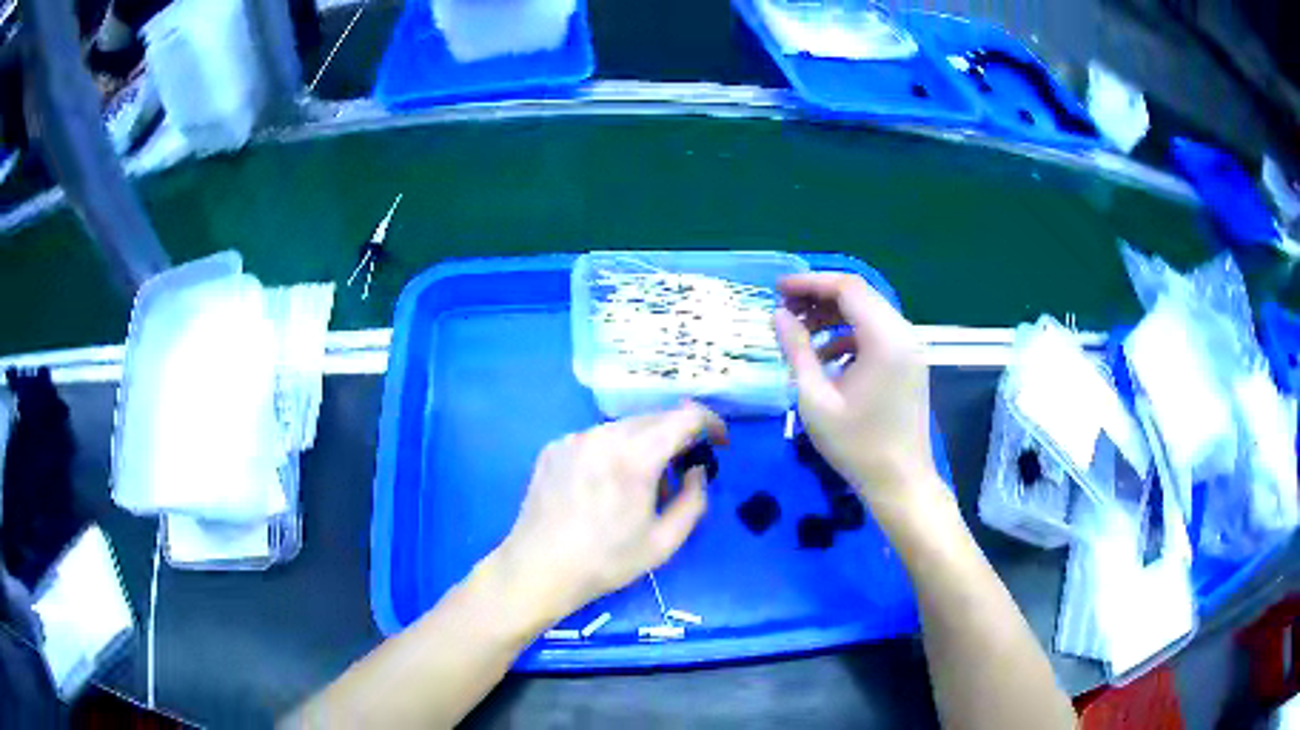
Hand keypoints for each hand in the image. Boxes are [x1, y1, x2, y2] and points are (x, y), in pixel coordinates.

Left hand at [492, 403, 727, 625]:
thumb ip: (694, 499)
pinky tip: (606, 485)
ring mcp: (574, 438)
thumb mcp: (665, 541)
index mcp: (635, 455)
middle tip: (684, 471)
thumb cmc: (606, 561)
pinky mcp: (554, 447)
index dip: (711, 423)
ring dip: (645, 444)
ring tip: (642, 485)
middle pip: (655, 418)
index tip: (720, 443)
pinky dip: (614, 451)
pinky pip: (596, 438)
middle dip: (678, 437)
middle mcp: (603, 434)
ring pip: (625, 427)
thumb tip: (696, 470)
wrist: (538, 569)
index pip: (686, 416)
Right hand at [774, 274, 939, 509]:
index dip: (809, 283)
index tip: (777, 290)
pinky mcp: (909, 363)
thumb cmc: (856, 445)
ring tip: (799, 334)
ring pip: (867, 313)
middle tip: (783, 311)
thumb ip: (797, 350)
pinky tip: (825, 358)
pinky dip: (848, 336)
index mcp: (884, 338)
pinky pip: (876, 334)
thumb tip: (778, 314)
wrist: (900, 482)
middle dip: (819, 298)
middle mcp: (903, 334)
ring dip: (832, 317)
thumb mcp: (816, 398)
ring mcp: (909, 348)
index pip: (846, 288)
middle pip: (859, 296)